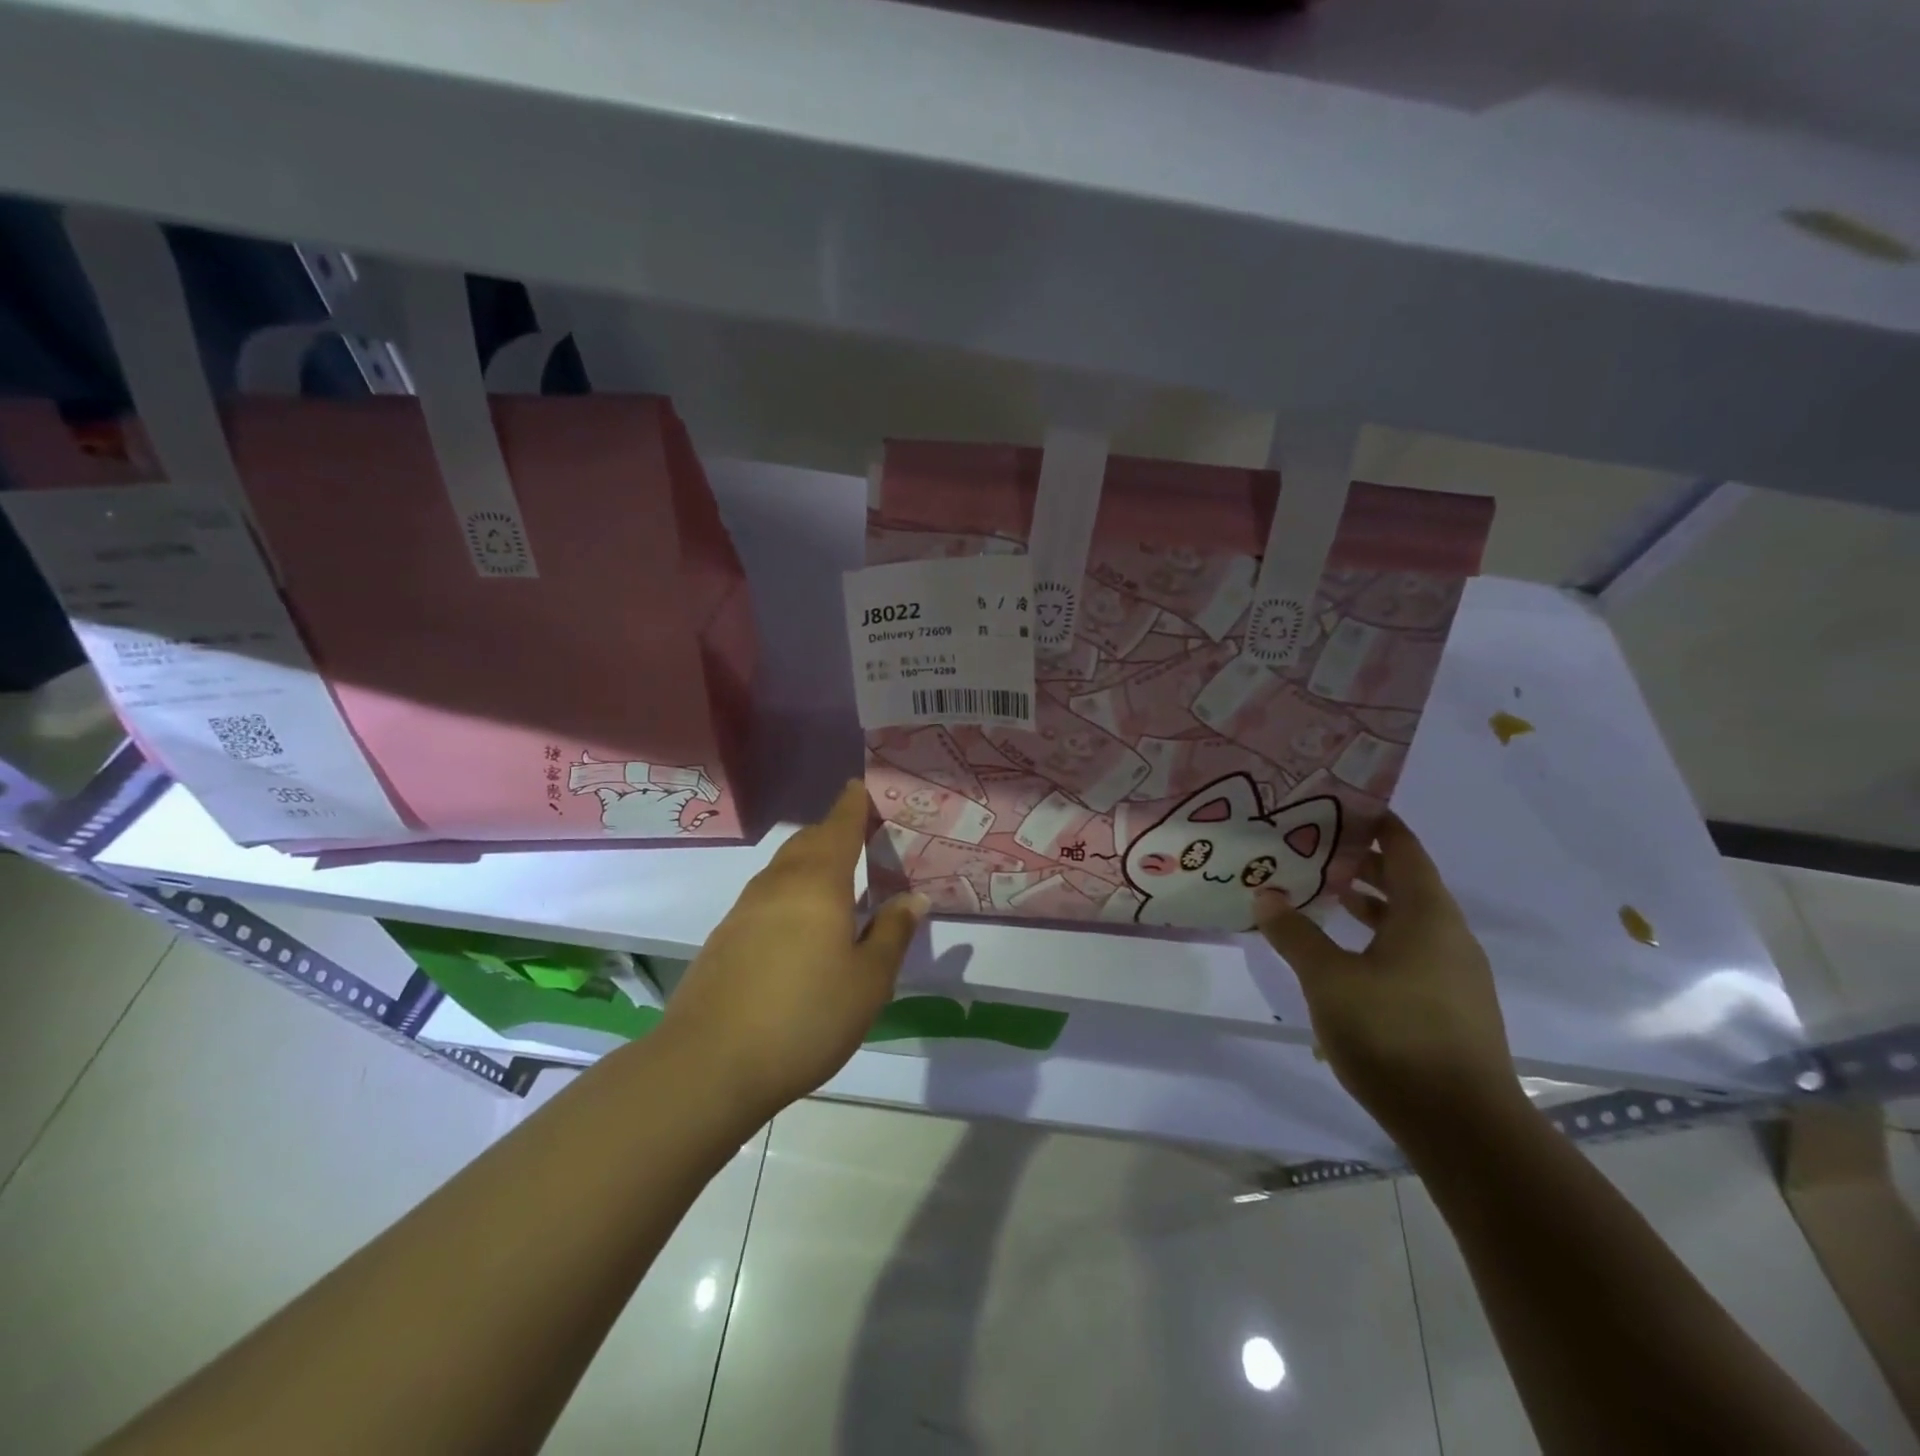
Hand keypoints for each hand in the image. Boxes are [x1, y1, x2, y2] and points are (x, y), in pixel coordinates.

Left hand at [659, 780, 927, 1122]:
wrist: (709, 1064)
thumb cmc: (806, 1016)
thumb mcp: (868, 981)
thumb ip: (892, 933)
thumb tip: (912, 898)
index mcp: (818, 883)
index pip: (839, 827)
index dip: (853, 805)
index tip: (861, 787)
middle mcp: (778, 884)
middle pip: (807, 842)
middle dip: (833, 833)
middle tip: (860, 839)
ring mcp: (744, 910)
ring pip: (783, 869)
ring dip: (809, 863)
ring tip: (835, 883)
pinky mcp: (724, 938)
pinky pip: (766, 898)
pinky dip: (789, 894)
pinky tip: (798, 928)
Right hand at [1255, 813, 1522, 1144]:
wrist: (1463, 1125)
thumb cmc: (1393, 1035)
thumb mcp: (1328, 979)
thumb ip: (1294, 934)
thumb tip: (1266, 894)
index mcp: (1427, 915)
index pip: (1404, 848)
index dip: (1376, 823)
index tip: (1339, 806)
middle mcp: (1450, 935)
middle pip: (1409, 882)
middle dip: (1366, 862)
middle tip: (1317, 847)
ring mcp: (1457, 973)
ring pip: (1411, 920)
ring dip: (1373, 903)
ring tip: (1328, 893)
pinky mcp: (1453, 1006)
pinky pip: (1415, 951)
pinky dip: (1382, 937)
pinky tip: (1349, 954)